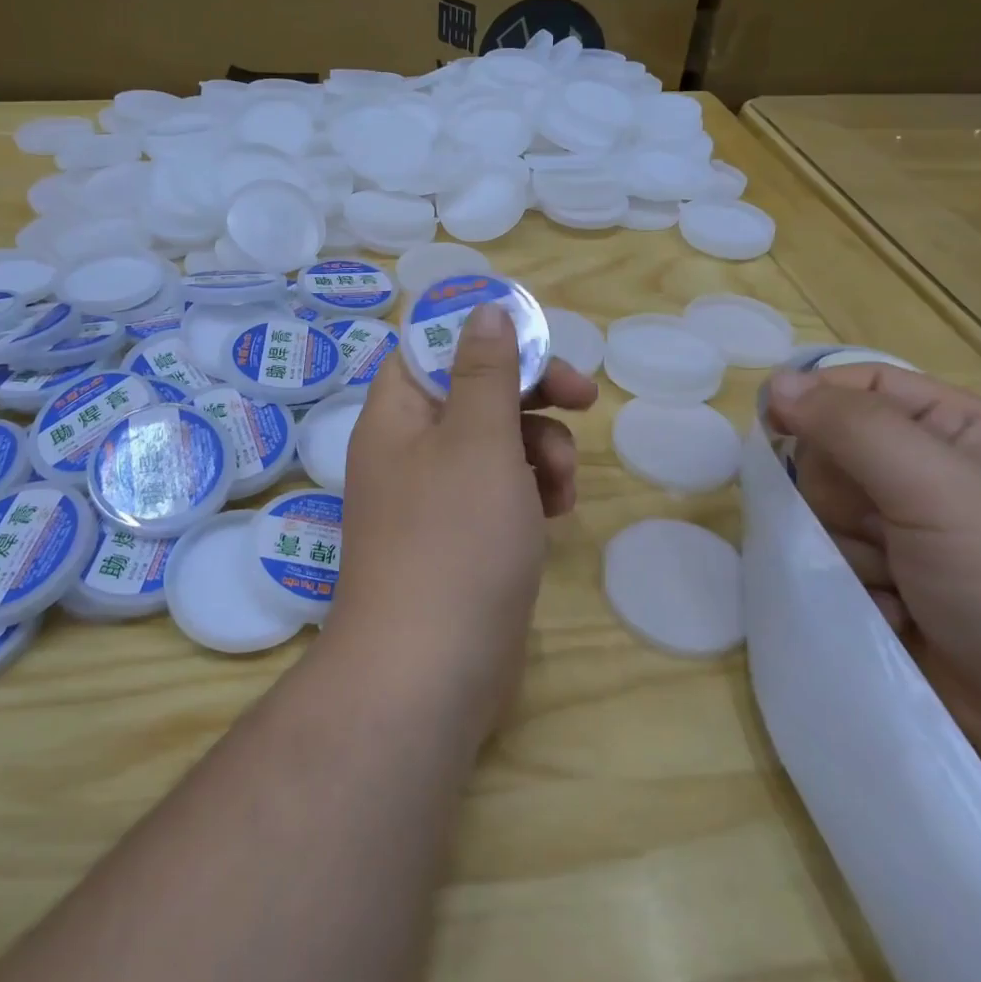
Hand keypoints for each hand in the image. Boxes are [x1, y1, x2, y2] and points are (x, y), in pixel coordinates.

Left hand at [328, 303, 597, 738]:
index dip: (483, 334)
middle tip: (582, 397)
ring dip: (541, 448)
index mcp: (398, 413)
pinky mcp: (463, 537)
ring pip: (497, 442)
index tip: (537, 339)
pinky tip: (557, 513)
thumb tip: (482, 308)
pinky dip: (532, 490)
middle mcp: (410, 448)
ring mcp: (436, 496)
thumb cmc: (453, 539)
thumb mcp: (477, 440)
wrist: (429, 672)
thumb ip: (485, 371)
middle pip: (475, 391)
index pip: (432, 346)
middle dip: (531, 392)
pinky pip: (502, 490)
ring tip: (562, 484)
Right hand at [766, 364, 980, 790]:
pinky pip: (830, 562)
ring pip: (821, 511)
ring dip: (845, 547)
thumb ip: (853, 429)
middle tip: (878, 527)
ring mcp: (907, 535)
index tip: (775, 427)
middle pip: (831, 451)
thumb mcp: (940, 488)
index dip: (815, 399)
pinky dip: (851, 586)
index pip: (863, 385)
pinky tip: (893, 614)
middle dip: (838, 493)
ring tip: (894, 583)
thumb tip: (777, 383)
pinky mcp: (889, 586)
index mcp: (959, 432)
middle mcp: (930, 475)